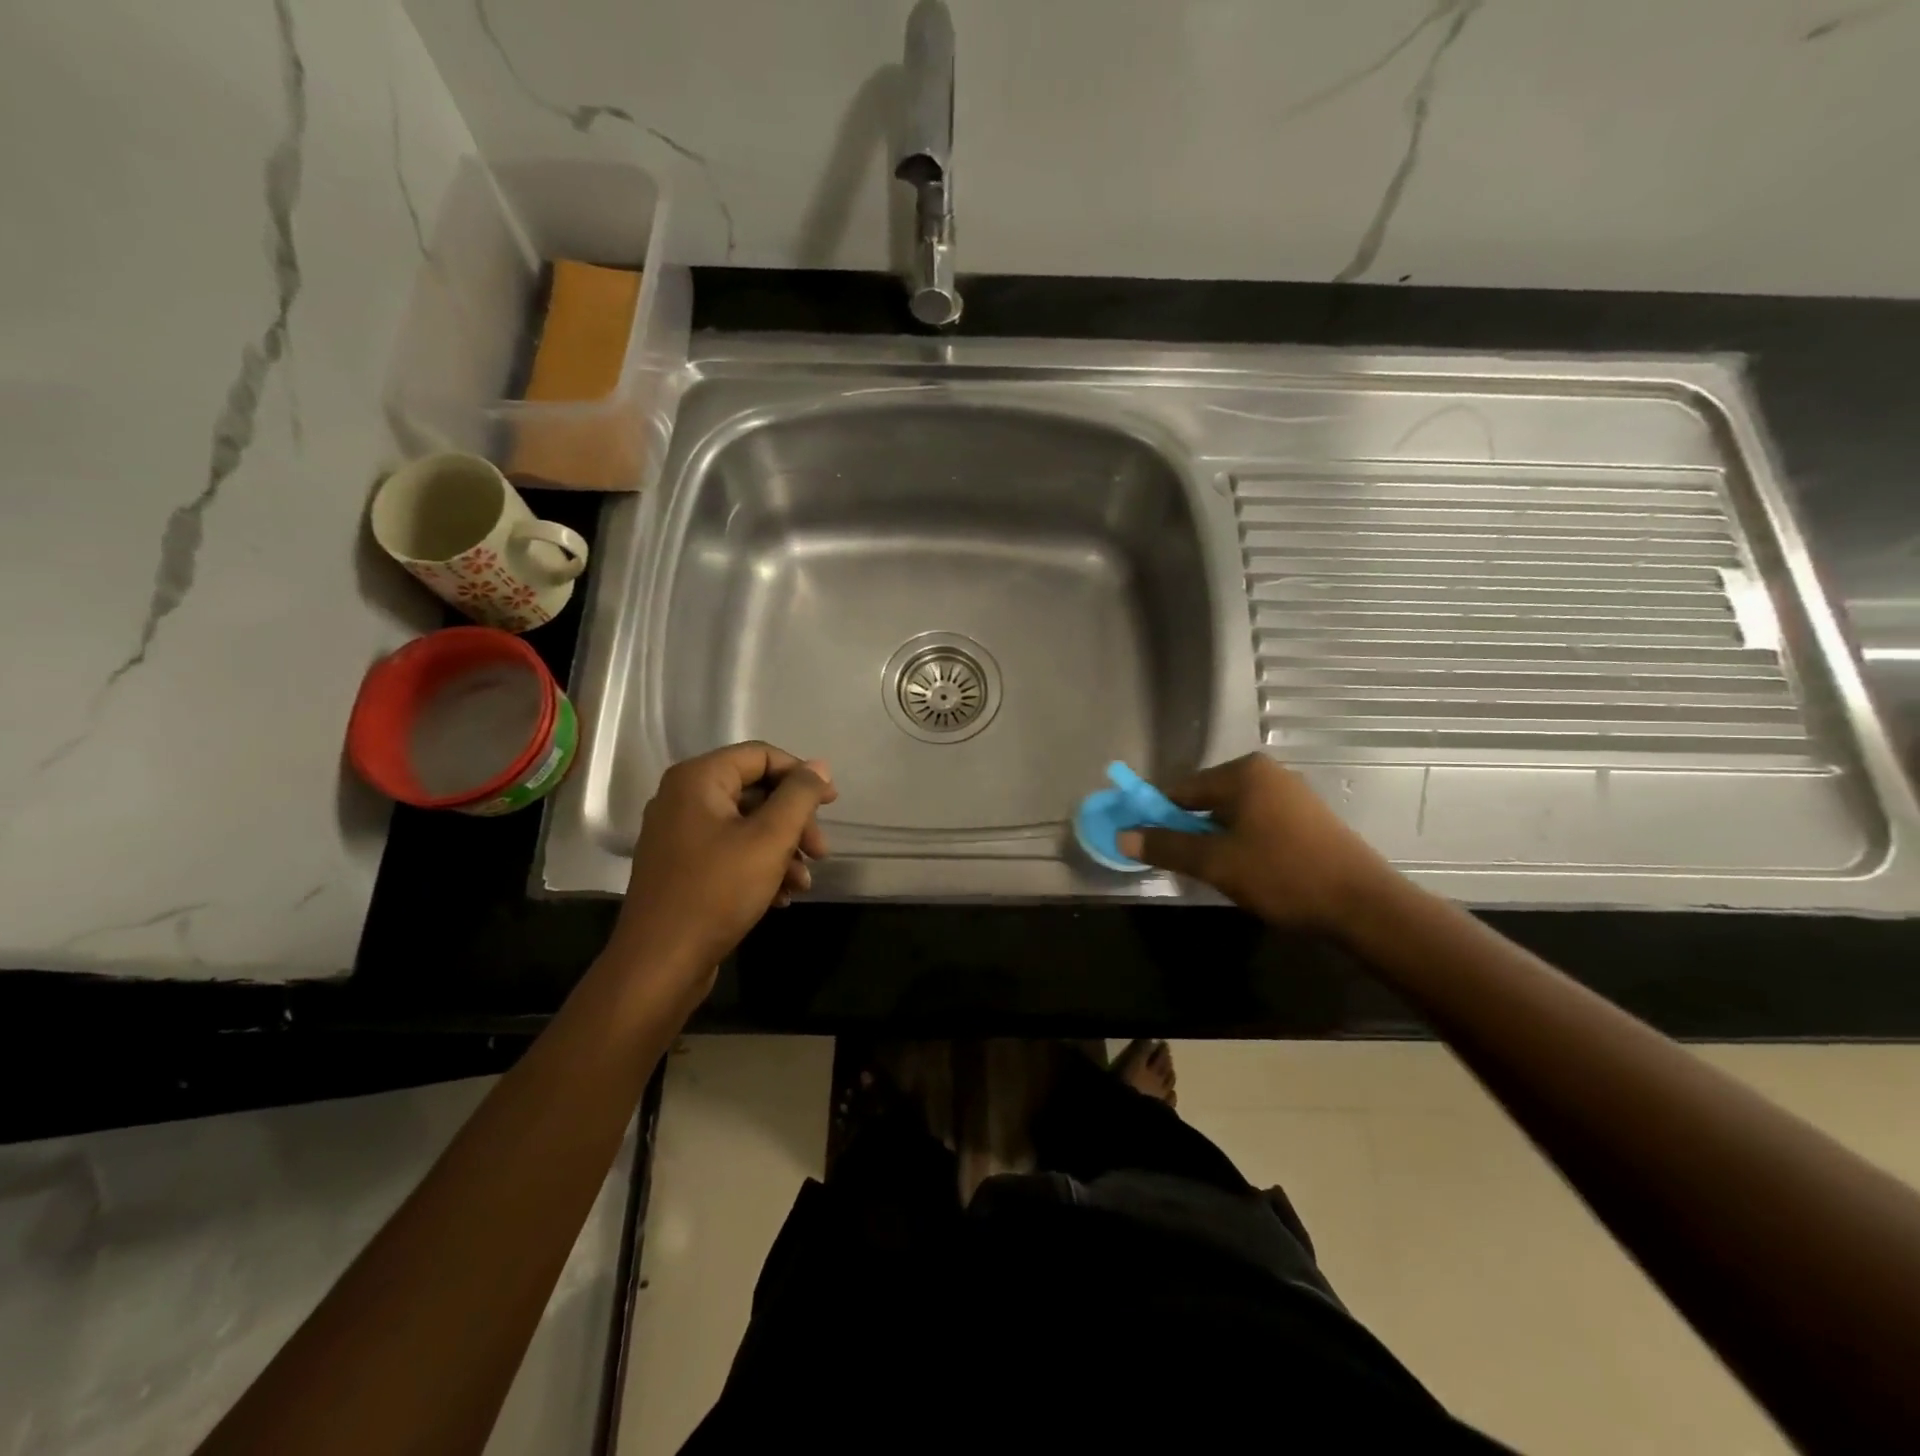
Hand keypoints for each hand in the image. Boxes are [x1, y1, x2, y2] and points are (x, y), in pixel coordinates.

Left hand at [608, 742, 836, 985]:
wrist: (660, 964)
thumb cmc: (717, 891)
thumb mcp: (770, 839)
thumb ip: (799, 796)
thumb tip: (818, 767)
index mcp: (698, 780)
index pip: (761, 756)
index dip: (801, 775)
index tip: (832, 804)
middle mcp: (683, 798)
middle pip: (756, 792)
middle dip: (794, 821)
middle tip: (821, 852)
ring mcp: (680, 835)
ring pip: (747, 826)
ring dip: (783, 850)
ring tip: (803, 883)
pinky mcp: (682, 867)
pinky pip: (730, 851)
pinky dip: (760, 867)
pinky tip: (781, 897)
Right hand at [1116, 754, 1390, 932]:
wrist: (1363, 905)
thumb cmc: (1282, 874)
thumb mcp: (1216, 862)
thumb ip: (1167, 846)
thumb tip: (1122, 835)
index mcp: (1243, 773)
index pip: (1180, 789)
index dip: (1156, 816)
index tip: (1144, 843)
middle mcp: (1267, 773)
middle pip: (1206, 799)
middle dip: (1188, 830)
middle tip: (1181, 864)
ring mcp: (1291, 793)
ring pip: (1232, 814)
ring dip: (1214, 839)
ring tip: (1213, 872)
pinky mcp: (1307, 817)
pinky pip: (1256, 822)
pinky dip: (1241, 841)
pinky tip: (1245, 870)